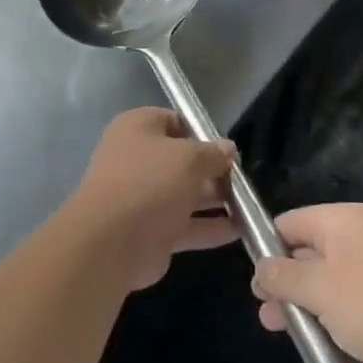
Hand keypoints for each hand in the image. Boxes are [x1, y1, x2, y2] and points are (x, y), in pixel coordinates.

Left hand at [61, 108, 238, 290]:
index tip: (227, 147)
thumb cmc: (149, 181)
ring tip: (251, 205)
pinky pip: (187, 225)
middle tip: (243, 179)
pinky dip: (211, 227)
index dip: (202, 132)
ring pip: (187, 194)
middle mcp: (138, 160)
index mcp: (138, 129)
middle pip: (183, 161)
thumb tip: (228, 150)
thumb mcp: (189, 157)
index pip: (174, 121)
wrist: (111, 241)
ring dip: (217, 200)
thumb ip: (212, 153)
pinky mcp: (152, 231)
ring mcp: (144, 198)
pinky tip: (242, 229)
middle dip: (214, 170)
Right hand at [250, 203, 362, 362]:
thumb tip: (261, 268)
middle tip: (264, 311)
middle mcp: (362, 237)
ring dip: (303, 302)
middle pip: (308, 250)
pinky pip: (349, 300)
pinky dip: (330, 315)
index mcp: (345, 220)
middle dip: (284, 280)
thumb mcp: (319, 289)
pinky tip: (317, 339)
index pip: (292, 221)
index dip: (268, 247)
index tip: (254, 280)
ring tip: (280, 329)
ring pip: (327, 279)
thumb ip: (283, 276)